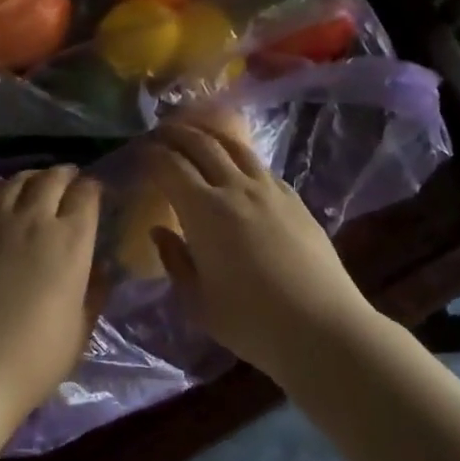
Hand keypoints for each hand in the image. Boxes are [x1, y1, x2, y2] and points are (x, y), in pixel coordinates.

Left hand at [0, 166, 101, 417]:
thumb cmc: (35, 358)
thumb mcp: (81, 329)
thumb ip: (94, 291)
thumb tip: (101, 269)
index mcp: (72, 241)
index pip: (87, 195)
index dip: (94, 189)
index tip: (96, 193)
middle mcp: (34, 219)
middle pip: (52, 179)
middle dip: (66, 175)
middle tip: (69, 182)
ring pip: (16, 180)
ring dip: (32, 178)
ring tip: (36, 184)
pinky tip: (1, 194)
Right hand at [144, 122, 375, 377]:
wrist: (321, 328)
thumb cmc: (249, 321)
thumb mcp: (196, 301)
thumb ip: (174, 260)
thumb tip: (160, 231)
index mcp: (203, 210)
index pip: (169, 166)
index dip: (150, 154)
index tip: (138, 152)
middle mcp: (235, 188)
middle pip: (201, 144)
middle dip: (176, 133)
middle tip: (159, 132)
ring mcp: (270, 190)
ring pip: (235, 147)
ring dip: (209, 135)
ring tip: (196, 135)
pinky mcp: (295, 200)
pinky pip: (260, 166)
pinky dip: (239, 156)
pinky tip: (237, 166)